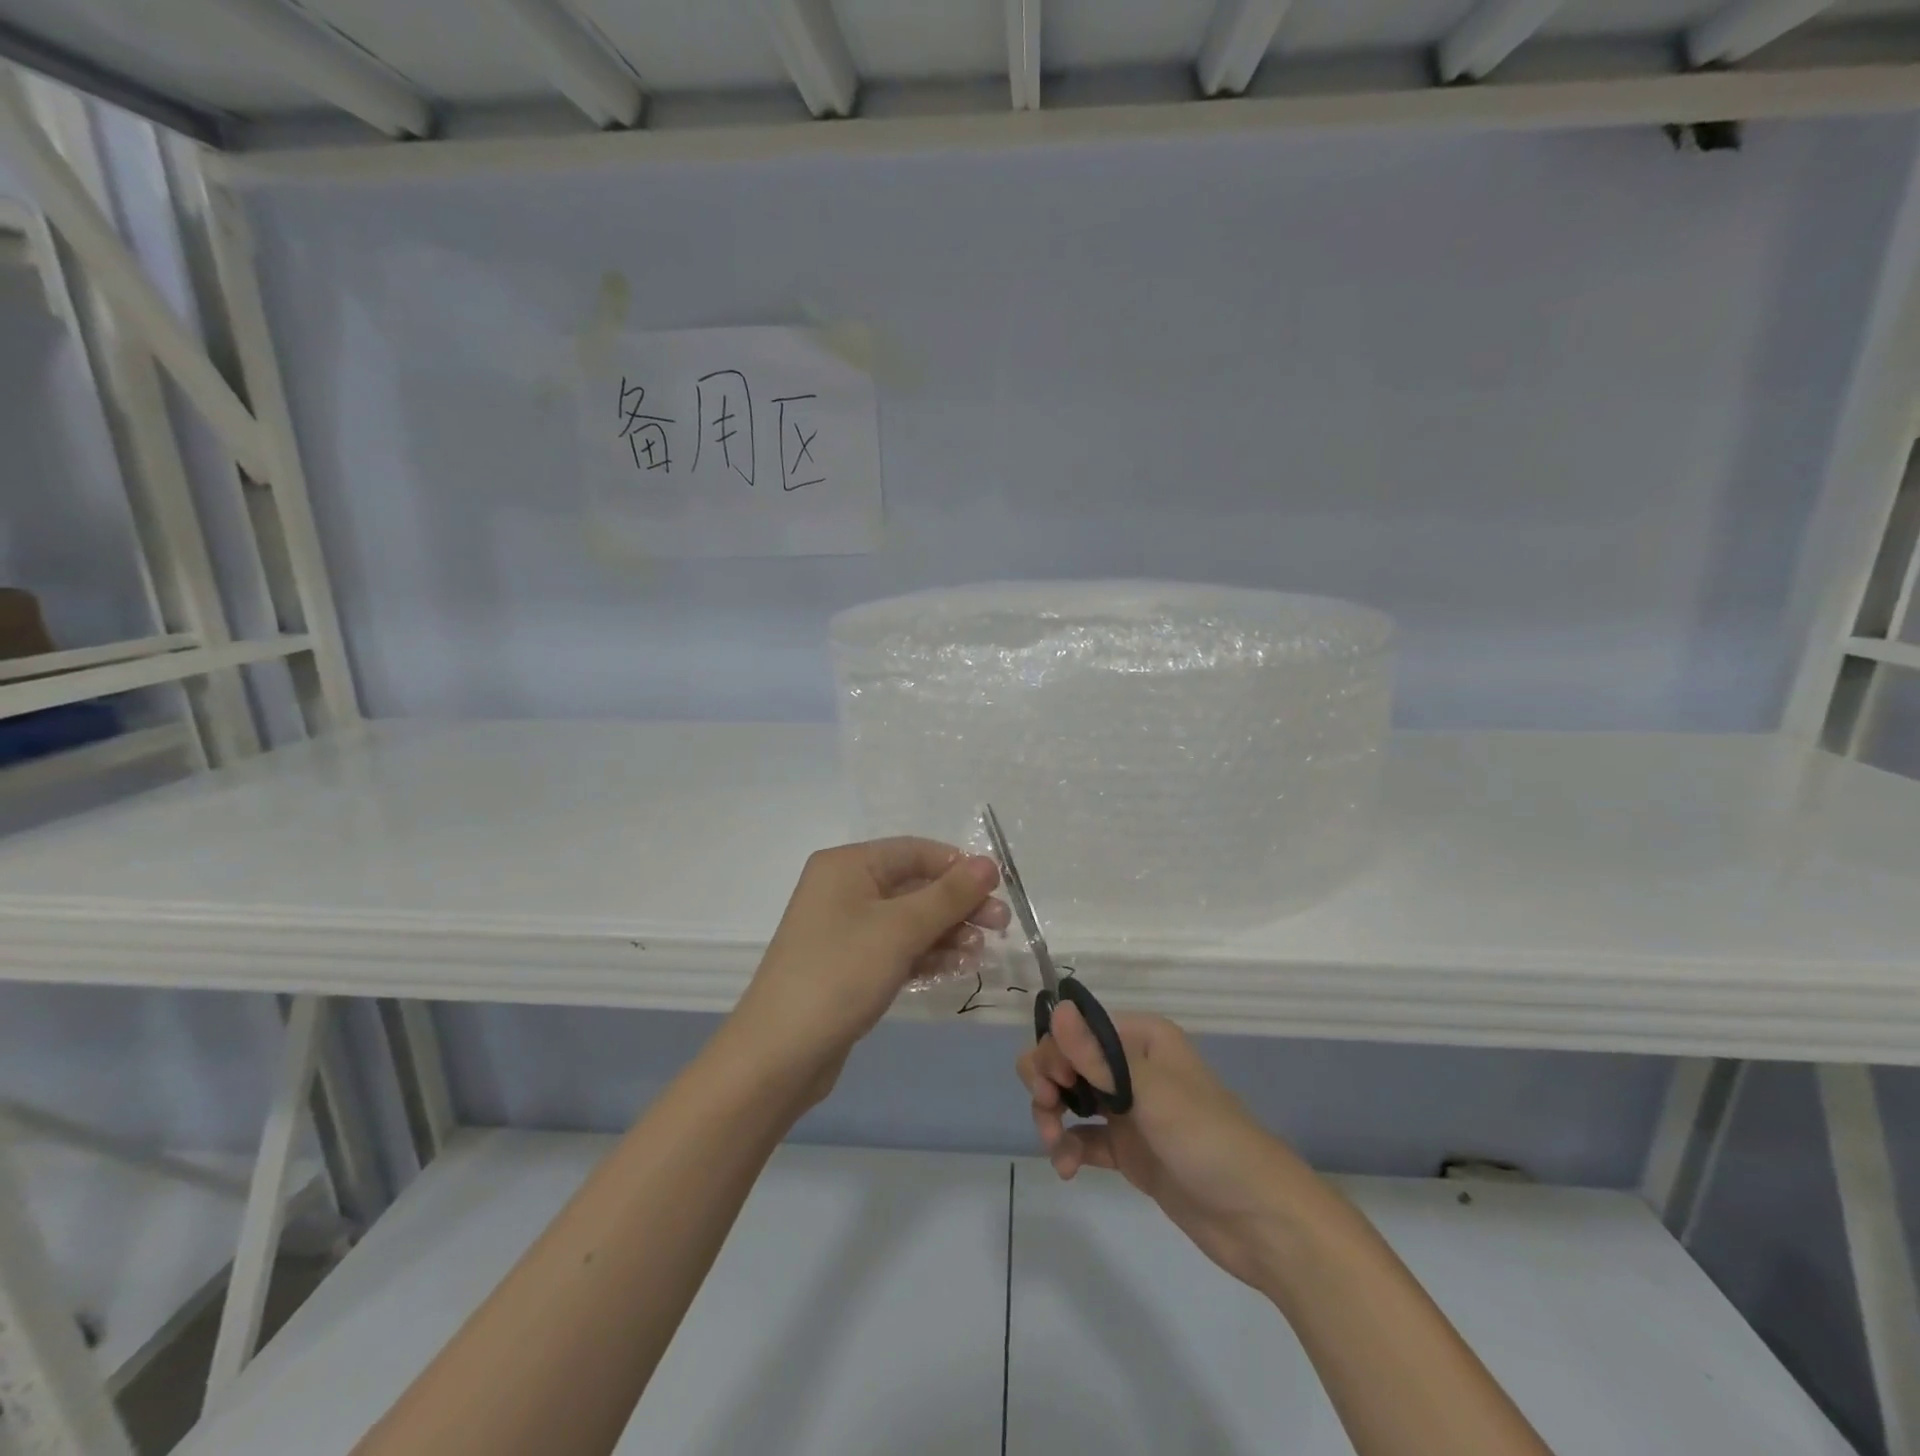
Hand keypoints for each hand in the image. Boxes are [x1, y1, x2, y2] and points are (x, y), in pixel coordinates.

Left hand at [731, 838, 1006, 1100]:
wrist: (779, 1054)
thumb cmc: (840, 974)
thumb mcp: (900, 929)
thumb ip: (949, 895)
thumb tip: (989, 863)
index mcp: (848, 865)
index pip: (914, 851)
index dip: (958, 866)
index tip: (998, 888)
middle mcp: (844, 889)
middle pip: (914, 885)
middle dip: (958, 904)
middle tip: (1000, 925)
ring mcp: (845, 929)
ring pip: (909, 920)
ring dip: (947, 932)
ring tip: (981, 952)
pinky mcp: (850, 965)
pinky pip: (897, 948)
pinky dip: (927, 954)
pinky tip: (958, 966)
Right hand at [1019, 1005, 1318, 1295]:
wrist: (1259, 1220)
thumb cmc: (1208, 1140)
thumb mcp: (1151, 1093)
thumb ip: (1098, 1057)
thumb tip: (1057, 1009)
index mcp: (1141, 1038)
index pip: (1078, 1029)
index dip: (1055, 1051)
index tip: (1050, 1085)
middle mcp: (1131, 1066)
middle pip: (1068, 1061)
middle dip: (1047, 1083)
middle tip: (1047, 1112)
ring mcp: (1129, 1110)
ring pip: (1070, 1098)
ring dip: (1052, 1117)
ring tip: (1056, 1147)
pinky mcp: (1128, 1150)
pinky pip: (1083, 1138)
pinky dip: (1068, 1148)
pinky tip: (1066, 1168)